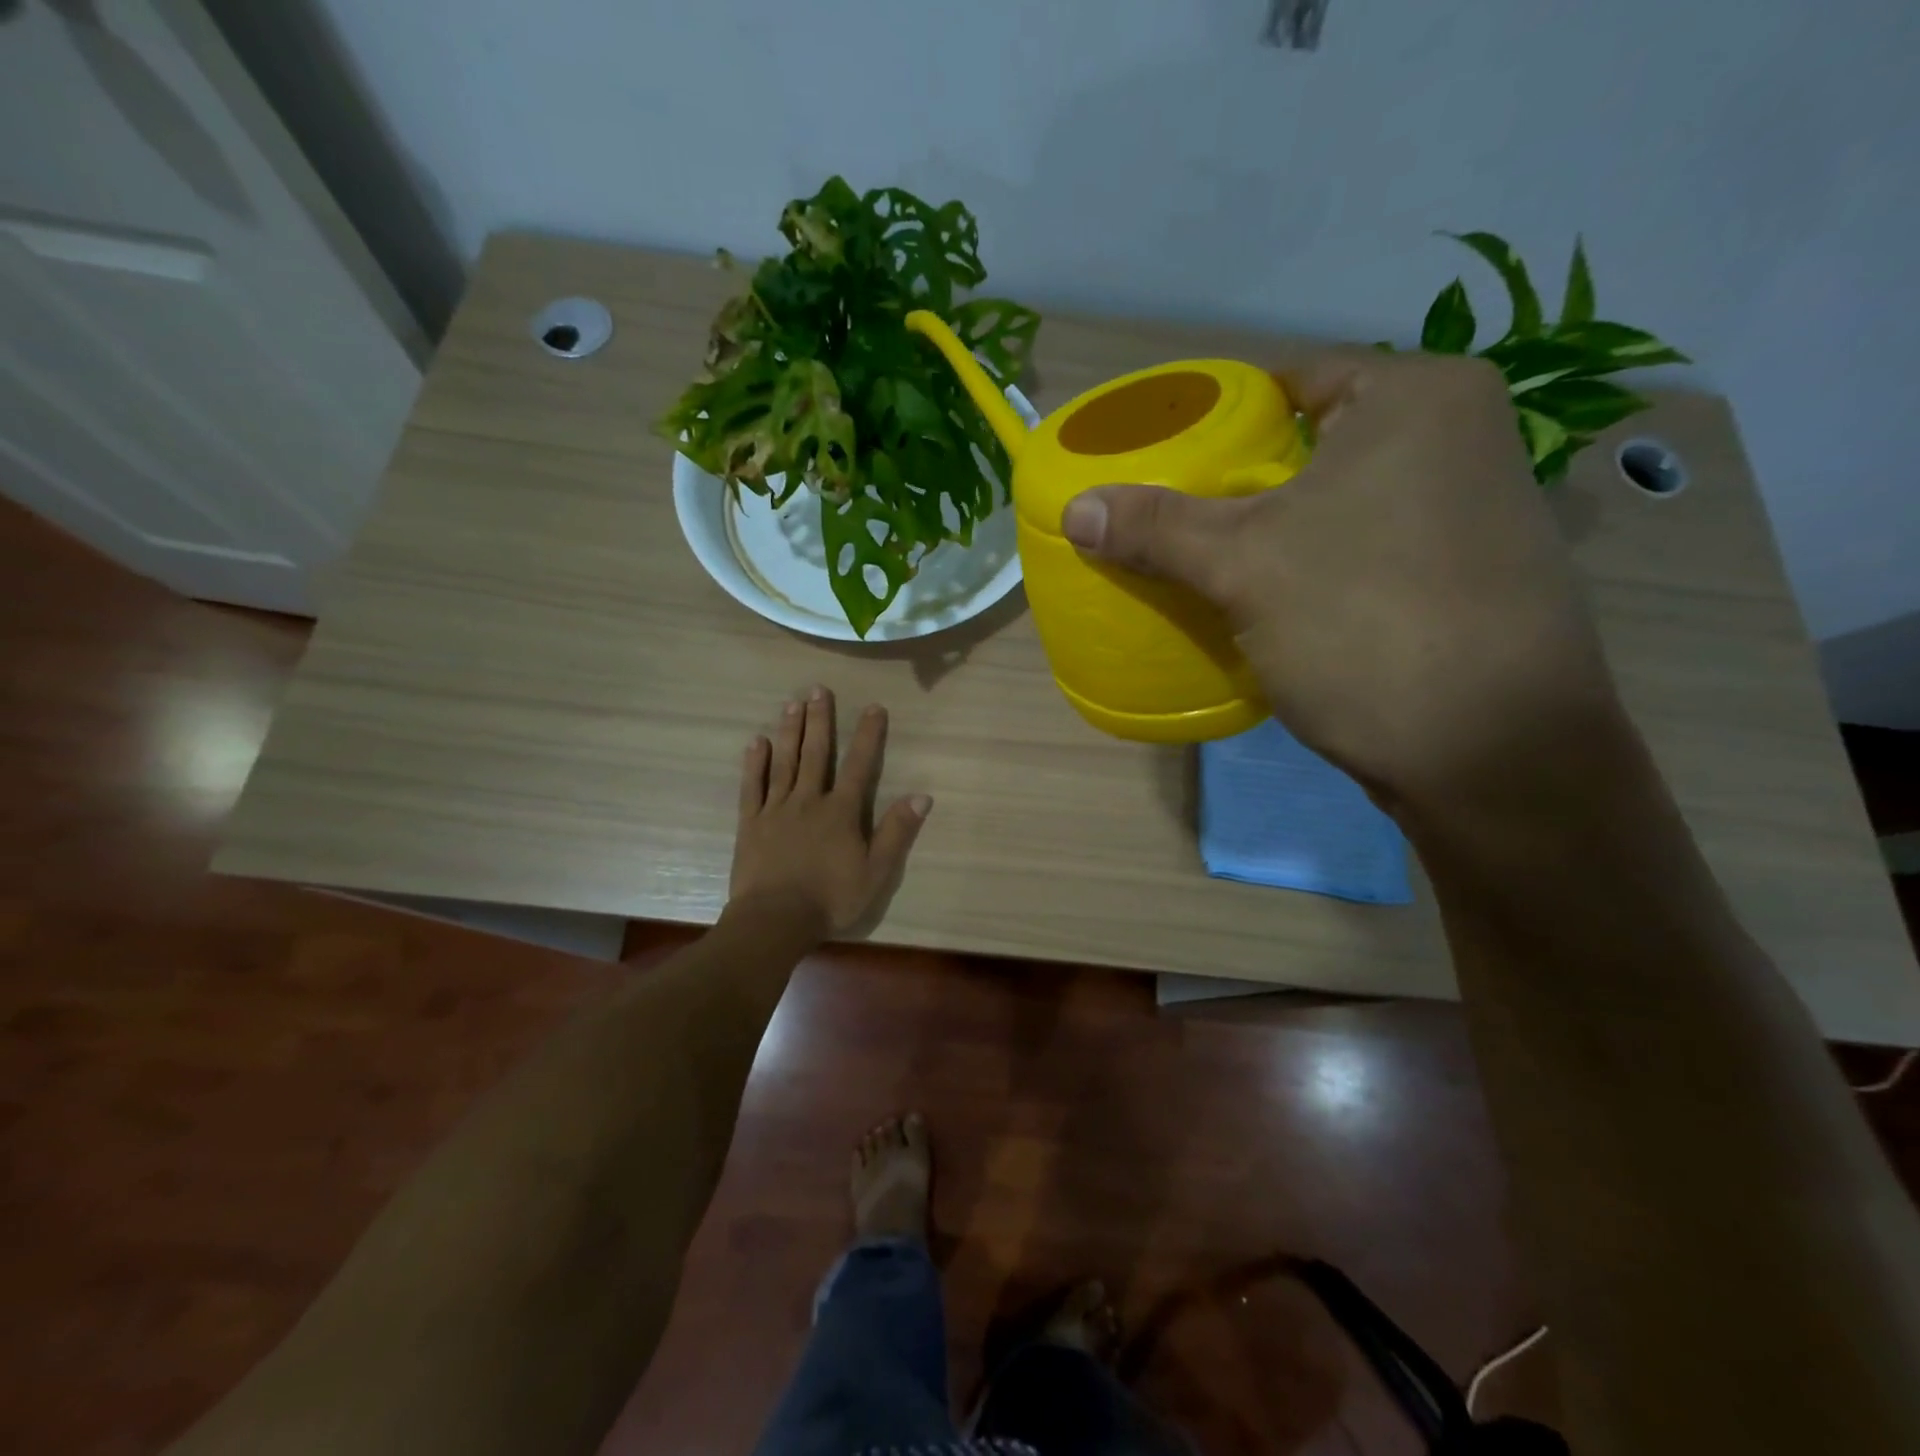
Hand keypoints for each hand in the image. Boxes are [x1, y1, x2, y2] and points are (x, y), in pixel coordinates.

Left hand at [728, 687, 930, 939]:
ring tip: (791, 704)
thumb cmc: (830, 898)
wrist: (775, 920)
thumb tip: (922, 796)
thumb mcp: (876, 871)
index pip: (858, 765)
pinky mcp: (751, 823)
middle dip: (819, 720)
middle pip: (816, 754)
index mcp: (841, 811)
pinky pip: (753, 787)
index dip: (867, 735)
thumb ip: (897, 832)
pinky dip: (755, 764)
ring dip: (789, 732)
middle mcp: (808, 801)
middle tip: (817, 689)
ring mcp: (776, 809)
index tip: (873, 707)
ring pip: (784, 763)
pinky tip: (756, 743)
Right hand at [1061, 349, 1622, 807]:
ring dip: (1277, 532)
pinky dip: (1316, 567)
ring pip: (1339, 504)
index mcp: (1417, 397)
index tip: (1162, 463)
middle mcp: (1459, 436)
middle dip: (1240, 486)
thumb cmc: (1364, 624)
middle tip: (1173, 520)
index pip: (1288, 381)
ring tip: (1210, 562)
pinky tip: (1275, 603)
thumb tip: (1075, 507)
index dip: (1215, 421)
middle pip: (1311, 446)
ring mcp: (1472, 510)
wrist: (1492, 755)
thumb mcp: (1243, 566)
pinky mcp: (1467, 575)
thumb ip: (1155, 528)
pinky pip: (1365, 550)